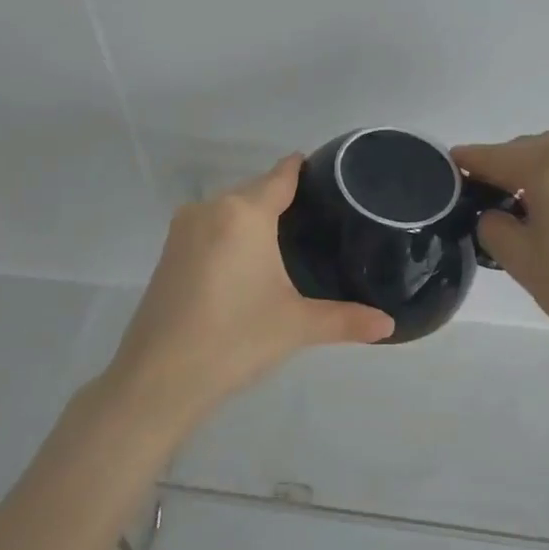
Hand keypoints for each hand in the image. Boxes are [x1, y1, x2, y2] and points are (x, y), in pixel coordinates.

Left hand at [106, 155, 394, 416]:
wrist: (158, 379)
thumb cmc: (235, 339)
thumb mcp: (297, 326)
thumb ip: (346, 320)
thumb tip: (390, 324)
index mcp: (243, 213)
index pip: (280, 176)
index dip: (303, 170)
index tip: (329, 172)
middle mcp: (210, 209)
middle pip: (254, 191)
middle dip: (283, 200)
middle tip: (321, 220)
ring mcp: (183, 231)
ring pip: (229, 211)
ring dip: (254, 219)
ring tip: (290, 241)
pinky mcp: (168, 255)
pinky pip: (210, 229)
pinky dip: (231, 236)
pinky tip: (249, 263)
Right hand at [452, 132, 548, 358]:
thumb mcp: (519, 258)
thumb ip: (493, 224)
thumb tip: (496, 213)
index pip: (495, 156)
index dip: (469, 162)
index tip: (451, 166)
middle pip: (532, 150)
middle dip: (509, 169)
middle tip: (494, 201)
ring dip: (544, 174)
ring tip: (537, 210)